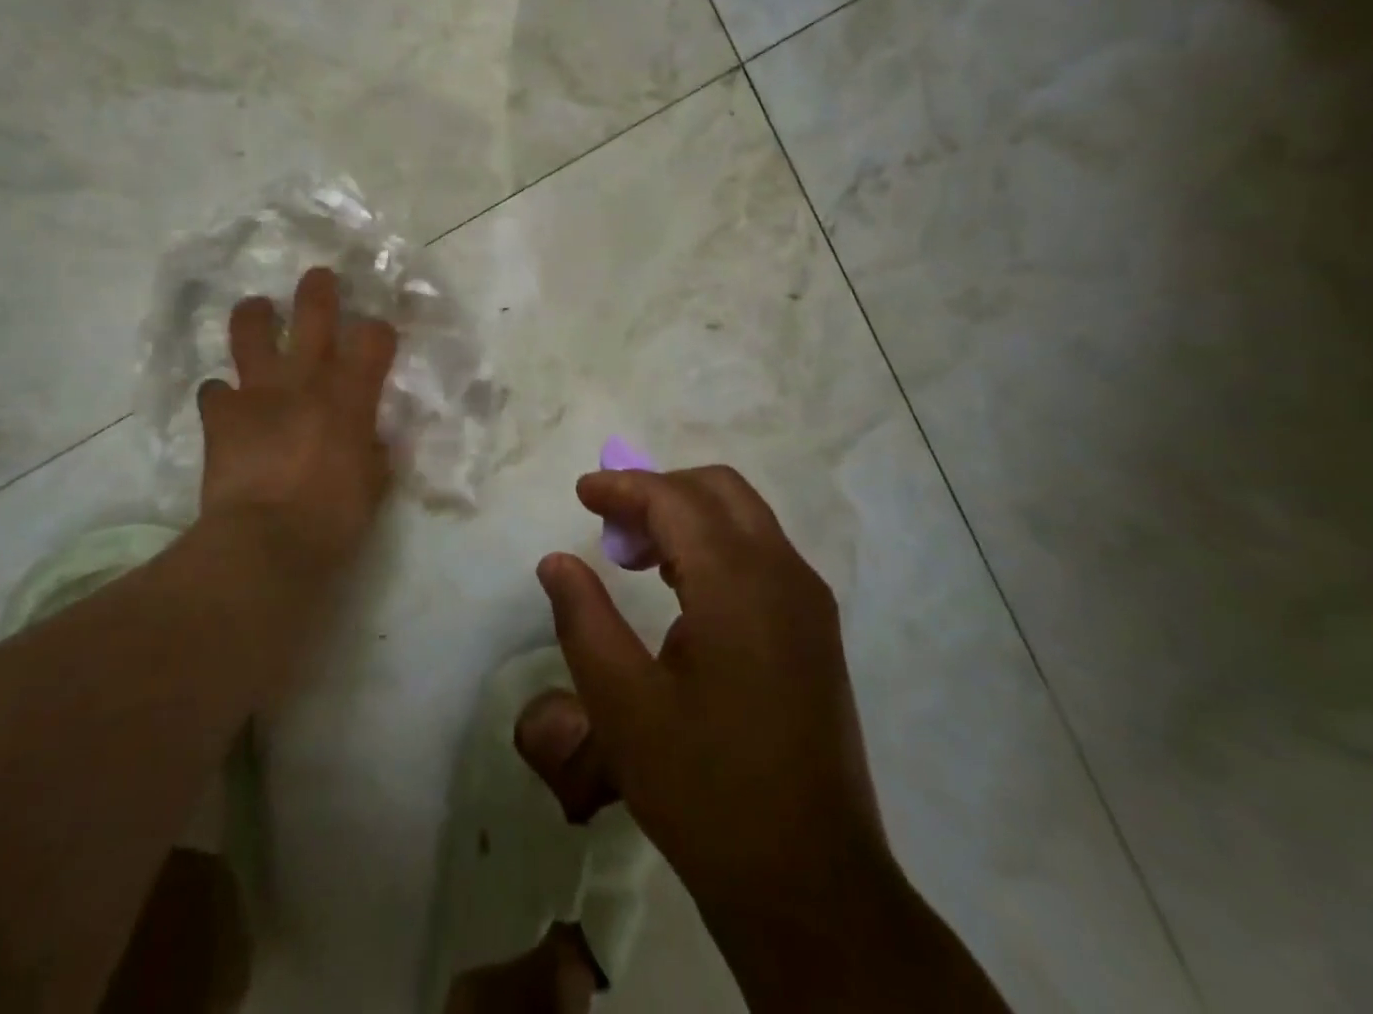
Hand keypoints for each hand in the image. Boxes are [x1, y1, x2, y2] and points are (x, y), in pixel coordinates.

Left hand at [195, 267, 398, 578]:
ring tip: (258, 310)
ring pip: (252, 331)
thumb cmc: (334, 517)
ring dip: (256, 316)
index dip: (378, 329)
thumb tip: (370, 440)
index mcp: (351, 394)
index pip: (374, 337)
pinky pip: (214, 390)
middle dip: (318, 290)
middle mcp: (306, 379)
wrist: (265, 543)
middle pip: (314, 313)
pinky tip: (226, 403)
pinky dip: (221, 395)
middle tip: (318, 278)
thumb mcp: (374, 484)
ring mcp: (259, 391)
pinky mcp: (222, 415)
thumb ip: (374, 451)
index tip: (378, 333)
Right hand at [538, 466, 889, 920]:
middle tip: (611, 526)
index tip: (582, 493)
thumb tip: (556, 561)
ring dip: (688, 515)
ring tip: (636, 554)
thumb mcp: (622, 705)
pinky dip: (716, 544)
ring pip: (745, 517)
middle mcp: (783, 574)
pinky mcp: (816, 630)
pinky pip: (762, 553)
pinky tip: (681, 588)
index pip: (675, 499)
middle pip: (719, 489)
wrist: (811, 885)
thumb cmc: (704, 789)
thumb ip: (583, 618)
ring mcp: (808, 602)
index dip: (624, 487)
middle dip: (659, 491)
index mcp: (738, 583)